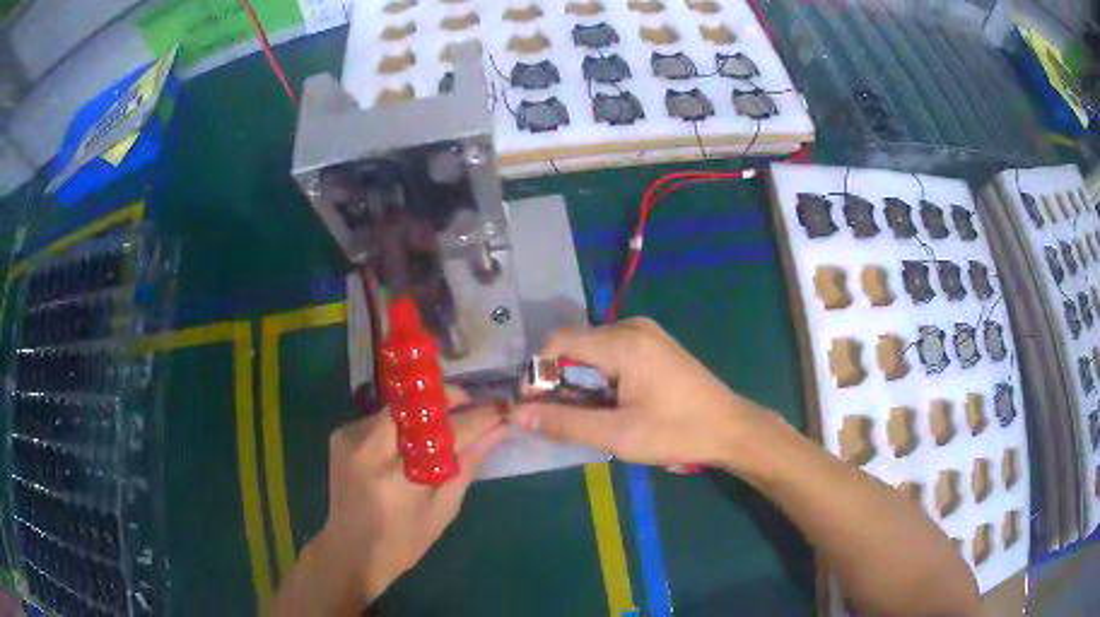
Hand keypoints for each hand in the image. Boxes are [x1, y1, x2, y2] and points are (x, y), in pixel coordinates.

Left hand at [314, 388, 508, 607]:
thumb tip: (499, 429)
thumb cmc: (403, 542)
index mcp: (397, 480)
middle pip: (414, 405)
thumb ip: (468, 465)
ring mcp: (349, 438)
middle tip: (470, 406)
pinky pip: (380, 418)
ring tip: (443, 427)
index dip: (478, 416)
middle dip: (446, 400)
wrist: (350, 550)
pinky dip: (401, 424)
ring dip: (424, 412)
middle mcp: (367, 450)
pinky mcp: (341, 434)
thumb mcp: (443, 510)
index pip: (445, 434)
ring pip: (398, 408)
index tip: (503, 406)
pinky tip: (409, 442)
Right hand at [517, 318, 771, 468]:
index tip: (534, 405)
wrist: (730, 427)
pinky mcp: (653, 343)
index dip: (539, 371)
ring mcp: (646, 332)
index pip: (560, 341)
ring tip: (587, 414)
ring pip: (592, 349)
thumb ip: (566, 422)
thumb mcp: (618, 434)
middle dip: (559, 379)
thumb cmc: (677, 432)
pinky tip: (609, 401)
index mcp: (624, 343)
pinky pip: (611, 351)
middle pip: (575, 344)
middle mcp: (632, 327)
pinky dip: (599, 375)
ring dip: (580, 379)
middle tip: (562, 416)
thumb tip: (520, 415)